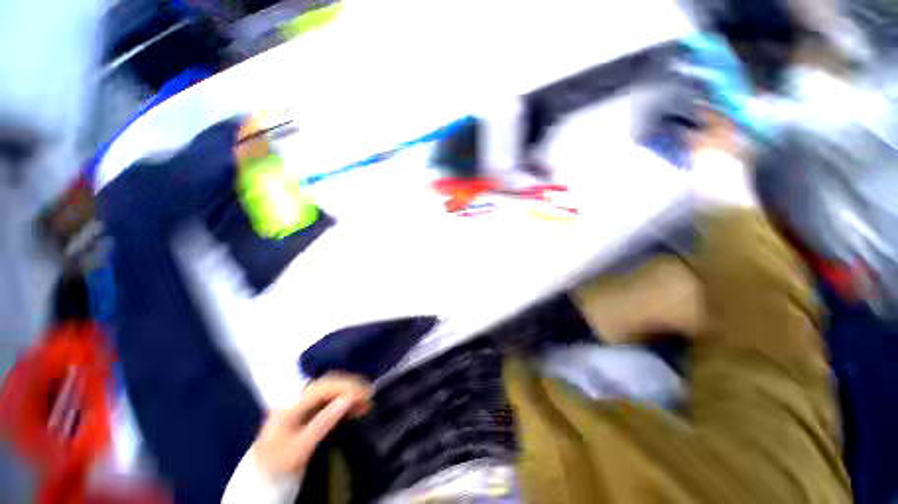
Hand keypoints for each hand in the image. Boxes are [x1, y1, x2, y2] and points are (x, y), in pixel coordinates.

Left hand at [252, 373, 371, 477]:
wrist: (262, 480)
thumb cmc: (281, 464)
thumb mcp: (302, 446)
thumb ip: (325, 420)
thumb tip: (350, 397)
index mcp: (292, 404)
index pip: (324, 386)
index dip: (346, 386)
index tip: (366, 393)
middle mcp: (296, 398)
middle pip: (328, 383)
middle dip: (350, 386)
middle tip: (369, 395)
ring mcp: (301, 404)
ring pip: (330, 389)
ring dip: (349, 392)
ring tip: (366, 401)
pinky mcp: (306, 411)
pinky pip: (328, 399)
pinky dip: (343, 400)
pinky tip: (354, 406)